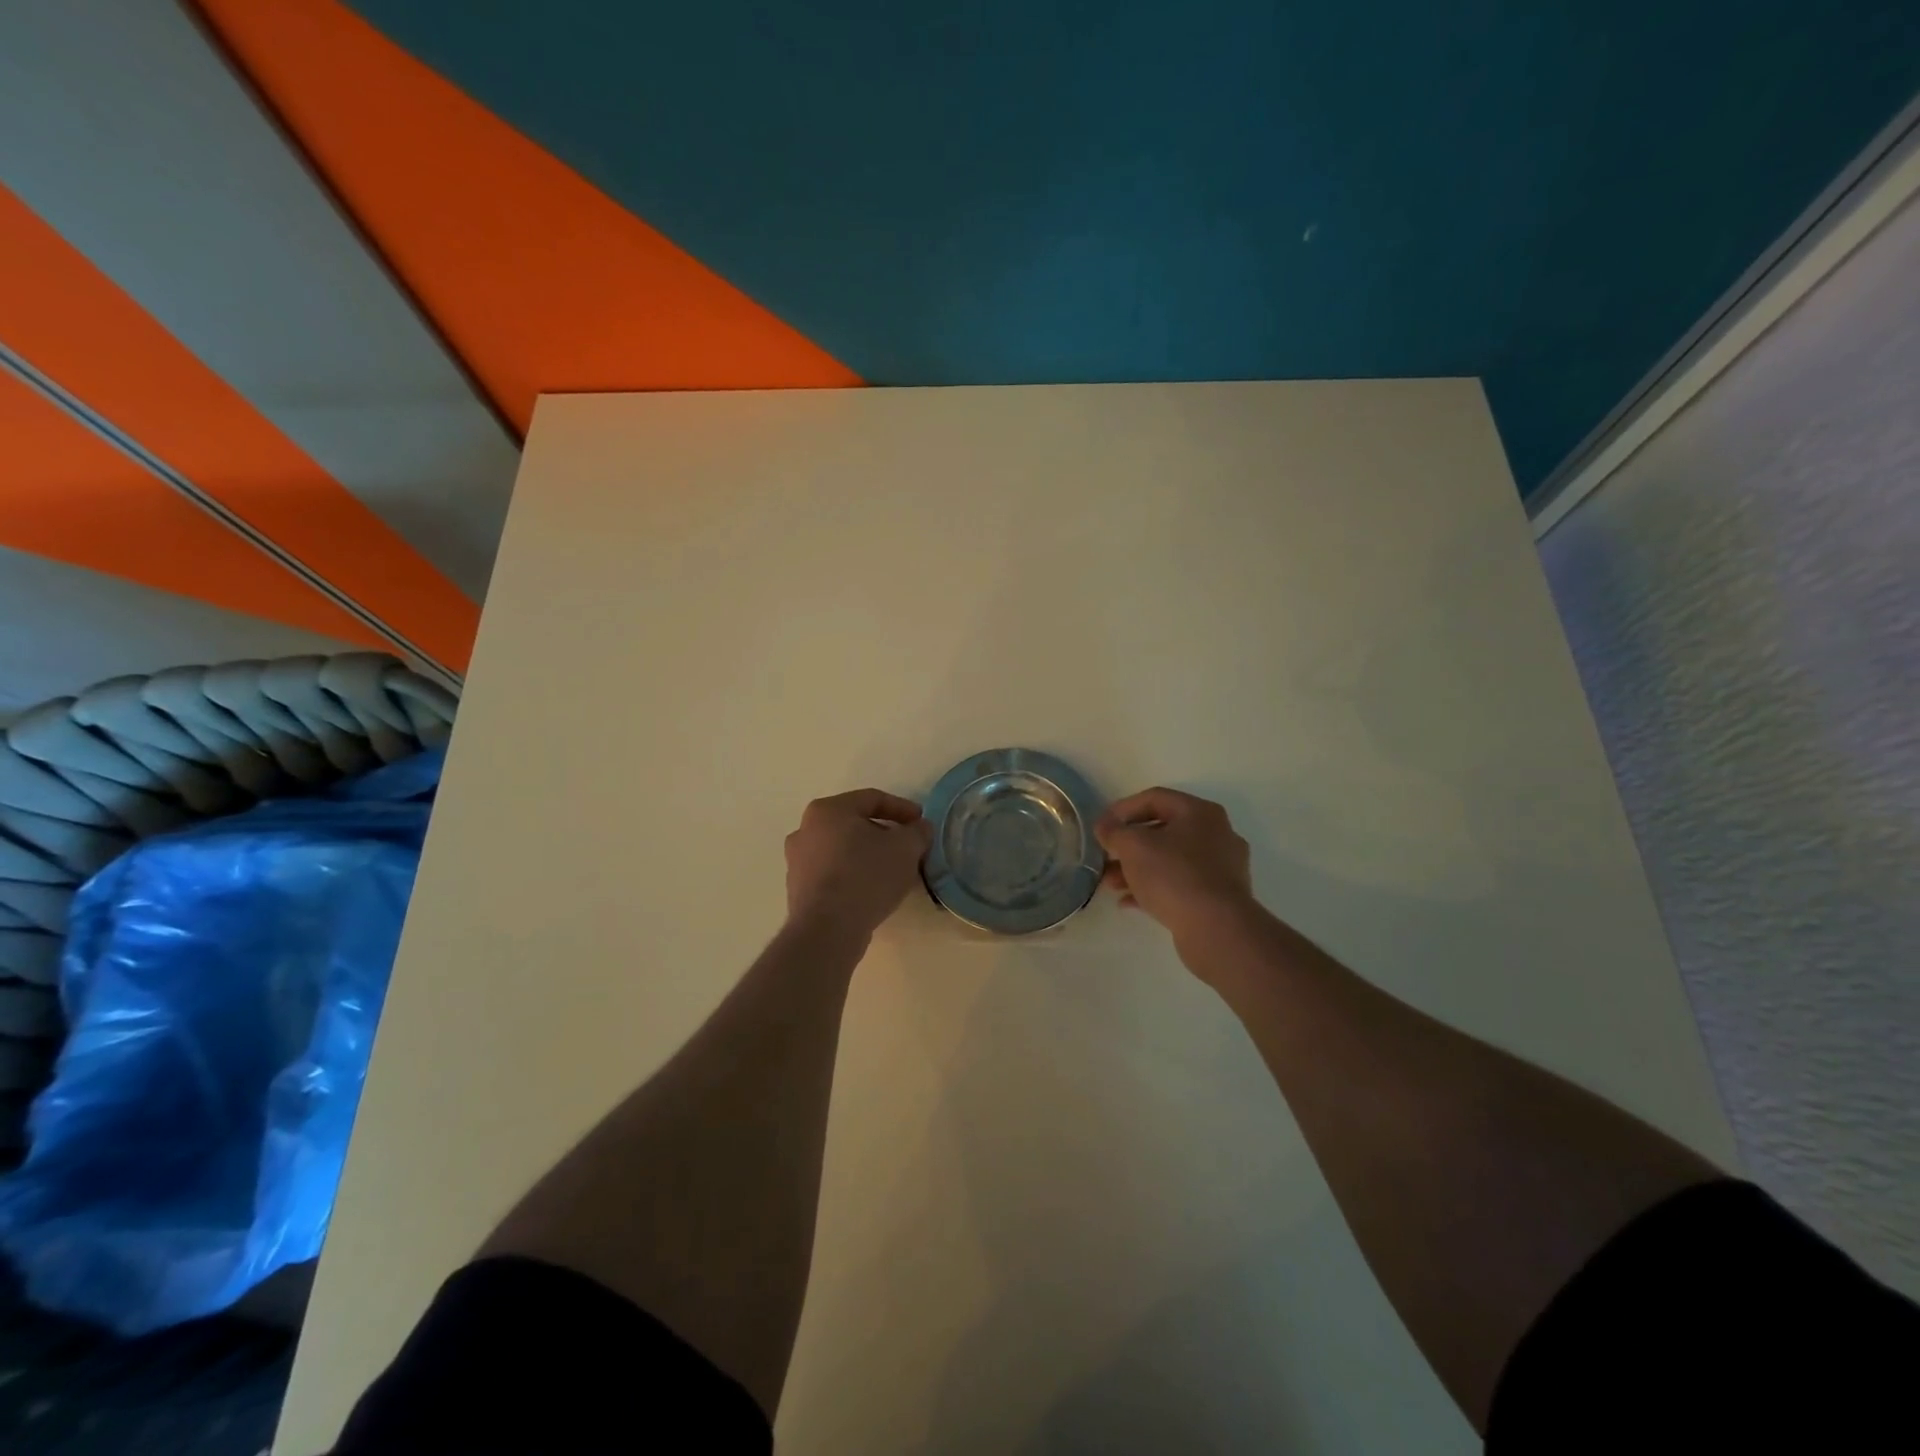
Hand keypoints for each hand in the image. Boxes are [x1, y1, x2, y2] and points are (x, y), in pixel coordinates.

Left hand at [785, 789, 933, 941]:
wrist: (828, 930)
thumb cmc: (866, 876)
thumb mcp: (905, 848)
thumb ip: (917, 832)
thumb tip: (920, 828)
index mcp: (828, 810)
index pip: (872, 799)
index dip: (902, 808)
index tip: (921, 822)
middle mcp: (805, 829)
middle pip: (855, 824)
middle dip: (885, 833)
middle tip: (908, 847)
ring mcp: (797, 861)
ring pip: (842, 850)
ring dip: (868, 855)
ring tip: (893, 871)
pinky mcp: (798, 890)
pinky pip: (833, 873)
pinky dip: (854, 875)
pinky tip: (873, 891)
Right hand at [1096, 788, 1256, 947]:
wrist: (1216, 928)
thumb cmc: (1173, 875)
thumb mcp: (1133, 846)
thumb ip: (1114, 832)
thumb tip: (1105, 827)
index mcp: (1200, 812)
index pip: (1154, 798)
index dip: (1122, 809)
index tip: (1101, 827)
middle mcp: (1216, 834)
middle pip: (1162, 830)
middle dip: (1128, 845)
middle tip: (1105, 858)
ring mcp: (1221, 868)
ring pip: (1170, 860)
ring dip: (1137, 869)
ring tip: (1111, 884)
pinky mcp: (1219, 897)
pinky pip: (1180, 884)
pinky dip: (1154, 888)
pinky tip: (1128, 902)